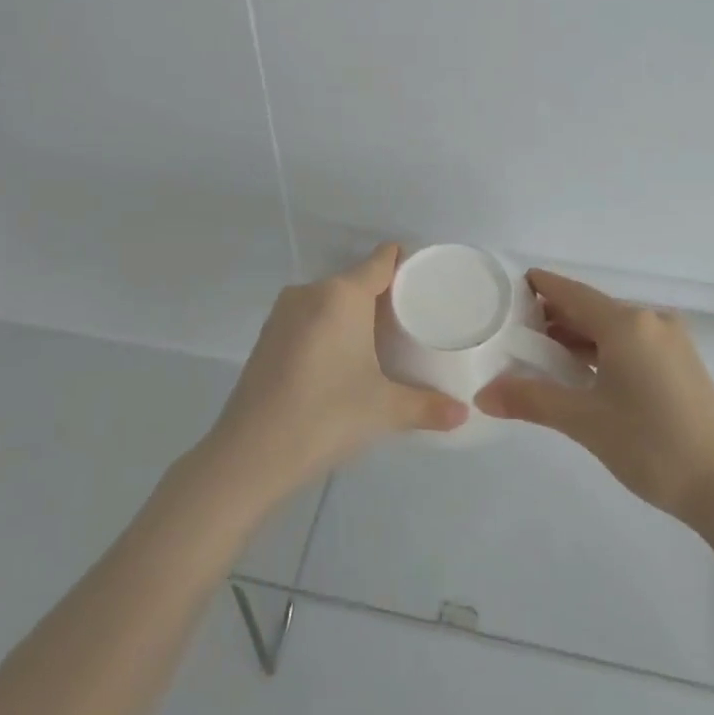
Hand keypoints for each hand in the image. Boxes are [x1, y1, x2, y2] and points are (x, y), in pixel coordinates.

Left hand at [200, 244, 467, 499]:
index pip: (381, 260)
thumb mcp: (385, 410)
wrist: (250, 454)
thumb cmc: (326, 416)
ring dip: (353, 314)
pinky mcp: (266, 338)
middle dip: (384, 296)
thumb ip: (427, 406)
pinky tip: (342, 360)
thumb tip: (463, 414)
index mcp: (342, 295)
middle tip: (413, 323)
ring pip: (330, 300)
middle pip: (357, 280)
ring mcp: (282, 314)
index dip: (407, 263)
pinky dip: (329, 329)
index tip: (428, 281)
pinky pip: (309, 319)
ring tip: (381, 343)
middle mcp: (310, 293)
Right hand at [475, 270, 713, 521]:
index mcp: (627, 324)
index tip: (505, 290)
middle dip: (552, 318)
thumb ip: (531, 400)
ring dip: (577, 338)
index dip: (537, 287)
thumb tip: (482, 395)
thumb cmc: (651, 445)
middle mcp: (651, 321)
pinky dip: (602, 351)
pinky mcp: (681, 364)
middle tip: (512, 333)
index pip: (570, 292)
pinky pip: (631, 344)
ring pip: (612, 328)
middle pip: (590, 309)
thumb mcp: (584, 422)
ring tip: (539, 356)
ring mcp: (671, 342)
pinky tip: (582, 373)